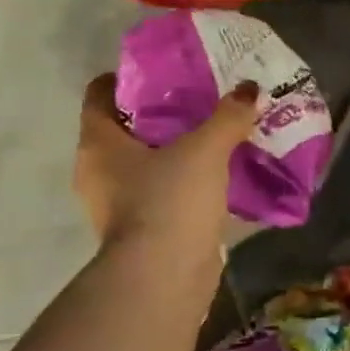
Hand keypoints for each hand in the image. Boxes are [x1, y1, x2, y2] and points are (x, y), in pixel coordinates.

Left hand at [73, 75, 257, 251]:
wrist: (164, 278)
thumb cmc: (169, 203)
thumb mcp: (205, 150)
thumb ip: (228, 117)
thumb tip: (251, 89)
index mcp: (98, 144)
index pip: (100, 95)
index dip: (126, 78)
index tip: (164, 72)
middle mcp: (99, 173)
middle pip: (126, 130)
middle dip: (161, 114)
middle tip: (200, 99)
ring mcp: (119, 206)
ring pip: (147, 165)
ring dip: (175, 152)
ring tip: (214, 135)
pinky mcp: (144, 232)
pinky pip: (164, 195)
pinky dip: (185, 184)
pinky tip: (218, 176)